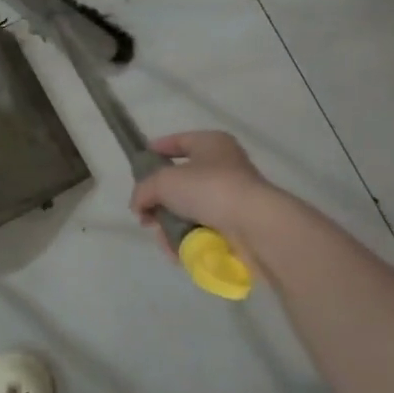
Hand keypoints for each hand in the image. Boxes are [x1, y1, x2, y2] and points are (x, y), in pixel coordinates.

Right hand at [129, 131, 278, 262]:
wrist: (254, 226)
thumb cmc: (209, 189)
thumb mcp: (164, 181)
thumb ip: (144, 190)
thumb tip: (139, 206)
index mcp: (211, 144)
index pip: (179, 141)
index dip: (157, 150)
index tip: (139, 164)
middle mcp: (224, 167)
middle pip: (181, 182)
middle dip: (160, 201)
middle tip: (146, 215)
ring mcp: (231, 198)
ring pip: (189, 210)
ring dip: (171, 225)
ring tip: (163, 239)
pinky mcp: (236, 226)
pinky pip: (202, 230)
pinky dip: (187, 240)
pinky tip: (178, 251)